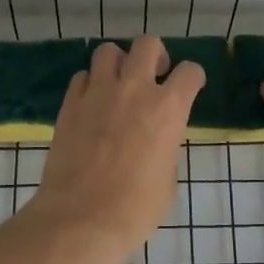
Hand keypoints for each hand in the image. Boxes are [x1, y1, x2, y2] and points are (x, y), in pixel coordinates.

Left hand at [27, 36, 203, 263]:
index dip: (193, 78)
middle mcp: (134, 89)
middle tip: (154, 76)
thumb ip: (166, 147)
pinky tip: (92, 103)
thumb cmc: (134, 210)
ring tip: (119, 84)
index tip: (190, 87)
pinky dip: (90, 84)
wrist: (79, 220)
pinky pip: (81, 77)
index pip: (190, 71)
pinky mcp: (69, 104)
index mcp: (168, 109)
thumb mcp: (167, 180)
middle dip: (155, 55)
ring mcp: (98, 93)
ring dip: (118, 63)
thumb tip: (158, 139)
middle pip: (147, 44)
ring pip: (108, 50)